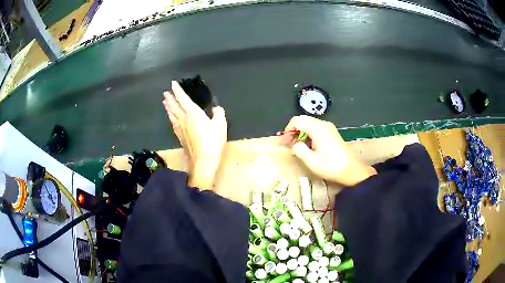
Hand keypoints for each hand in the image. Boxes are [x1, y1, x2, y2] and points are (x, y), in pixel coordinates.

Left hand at [163, 81, 226, 190]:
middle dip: (170, 99)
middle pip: (174, 106)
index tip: (172, 83)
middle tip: (165, 93)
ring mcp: (180, 129)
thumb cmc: (212, 141)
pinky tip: (171, 119)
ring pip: (172, 115)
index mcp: (192, 113)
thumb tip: (216, 108)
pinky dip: (171, 118)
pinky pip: (173, 124)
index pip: (182, 98)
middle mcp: (183, 119)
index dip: (177, 90)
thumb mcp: (220, 125)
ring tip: (165, 103)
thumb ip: (218, 113)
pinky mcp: (180, 137)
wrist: (203, 161)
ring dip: (168, 108)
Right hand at [283, 116, 375, 185]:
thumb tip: (295, 144)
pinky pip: (316, 128)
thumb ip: (299, 150)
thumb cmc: (331, 167)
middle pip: (303, 120)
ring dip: (301, 132)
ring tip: (299, 147)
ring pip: (309, 123)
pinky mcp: (332, 132)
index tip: (286, 142)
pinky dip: (309, 134)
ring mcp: (329, 127)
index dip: (288, 130)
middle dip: (294, 130)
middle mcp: (323, 124)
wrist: (351, 170)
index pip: (297, 120)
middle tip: (290, 144)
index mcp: (317, 129)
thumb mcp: (311, 161)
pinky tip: (310, 146)